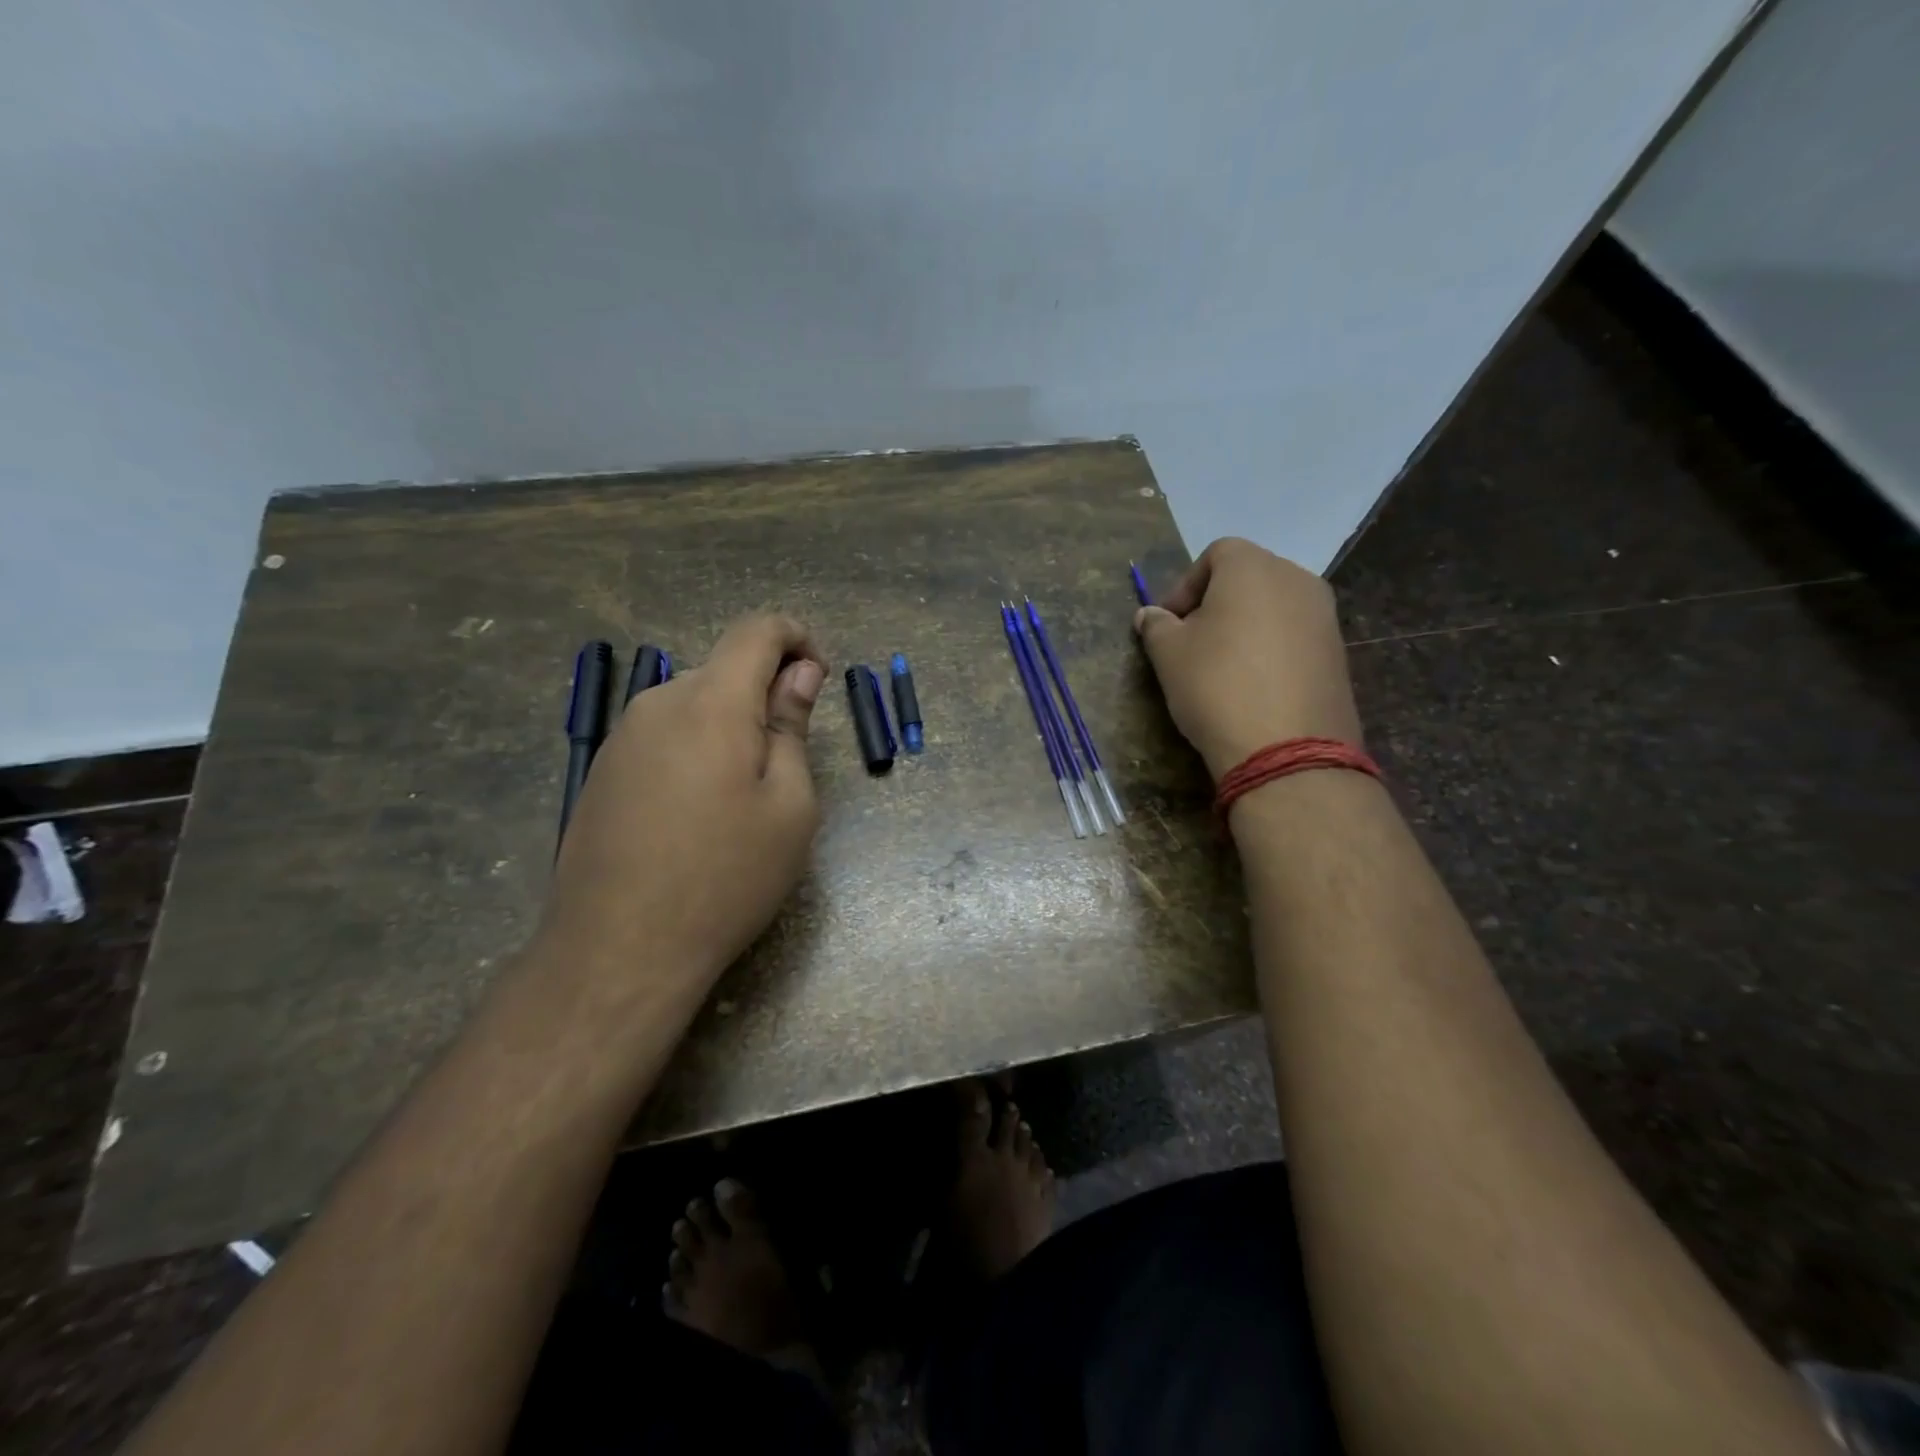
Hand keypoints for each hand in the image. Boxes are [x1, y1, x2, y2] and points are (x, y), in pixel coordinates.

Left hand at [544, 614, 825, 987]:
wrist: (619, 949)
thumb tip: (799, 673)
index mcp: (712, 702)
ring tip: (743, 799)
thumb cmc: (726, 876)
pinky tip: (698, 814)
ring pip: (693, 704)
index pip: (757, 630)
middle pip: (724, 669)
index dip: (796, 638)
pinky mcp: (604, 770)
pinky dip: (697, 750)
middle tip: (788, 764)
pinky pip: (664, 736)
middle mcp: (659, 703)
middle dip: (765, 694)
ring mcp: (623, 737)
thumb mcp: (789, 806)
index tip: (818, 679)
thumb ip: (792, 727)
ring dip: (730, 726)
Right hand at [1134, 538, 1361, 778]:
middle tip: (1191, 643)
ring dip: (1244, 627)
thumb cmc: (1216, 686)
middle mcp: (1297, 579)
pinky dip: (1271, 650)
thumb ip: (1156, 626)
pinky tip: (1253, 687)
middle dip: (1215, 604)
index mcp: (1253, 567)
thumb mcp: (1168, 654)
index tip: (1168, 623)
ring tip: (1222, 668)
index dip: (1185, 585)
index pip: (1216, 554)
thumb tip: (1150, 615)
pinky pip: (1294, 637)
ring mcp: (1325, 616)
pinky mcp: (1338, 653)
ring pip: (1274, 608)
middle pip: (1248, 578)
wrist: (1286, 749)